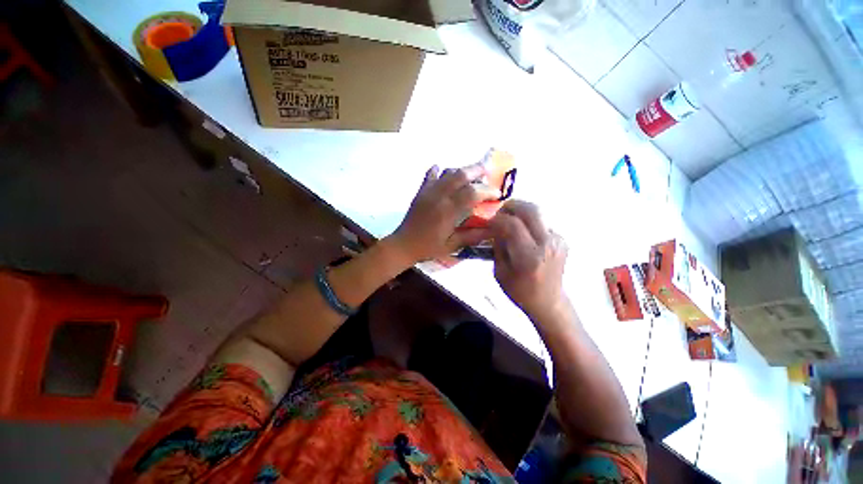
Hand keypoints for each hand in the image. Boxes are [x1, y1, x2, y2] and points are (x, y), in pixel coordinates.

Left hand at [390, 162, 500, 263]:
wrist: (403, 245)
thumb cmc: (428, 248)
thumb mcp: (452, 245)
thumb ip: (472, 236)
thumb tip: (493, 229)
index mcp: (448, 211)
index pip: (472, 193)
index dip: (487, 191)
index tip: (497, 194)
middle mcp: (439, 196)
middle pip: (460, 175)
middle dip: (477, 170)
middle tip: (488, 172)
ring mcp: (428, 192)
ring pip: (447, 172)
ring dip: (461, 170)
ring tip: (470, 175)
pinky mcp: (421, 192)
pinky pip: (430, 175)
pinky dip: (439, 171)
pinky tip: (443, 172)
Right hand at [489, 200, 568, 318]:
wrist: (549, 301)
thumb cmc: (519, 291)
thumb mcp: (499, 272)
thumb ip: (498, 246)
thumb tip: (496, 226)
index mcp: (529, 257)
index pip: (512, 225)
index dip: (497, 218)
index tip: (488, 221)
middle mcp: (547, 244)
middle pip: (531, 210)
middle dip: (511, 205)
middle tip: (499, 211)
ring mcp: (558, 240)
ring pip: (538, 211)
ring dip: (520, 211)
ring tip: (509, 218)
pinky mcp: (562, 239)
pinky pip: (542, 220)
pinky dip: (528, 220)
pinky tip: (521, 229)